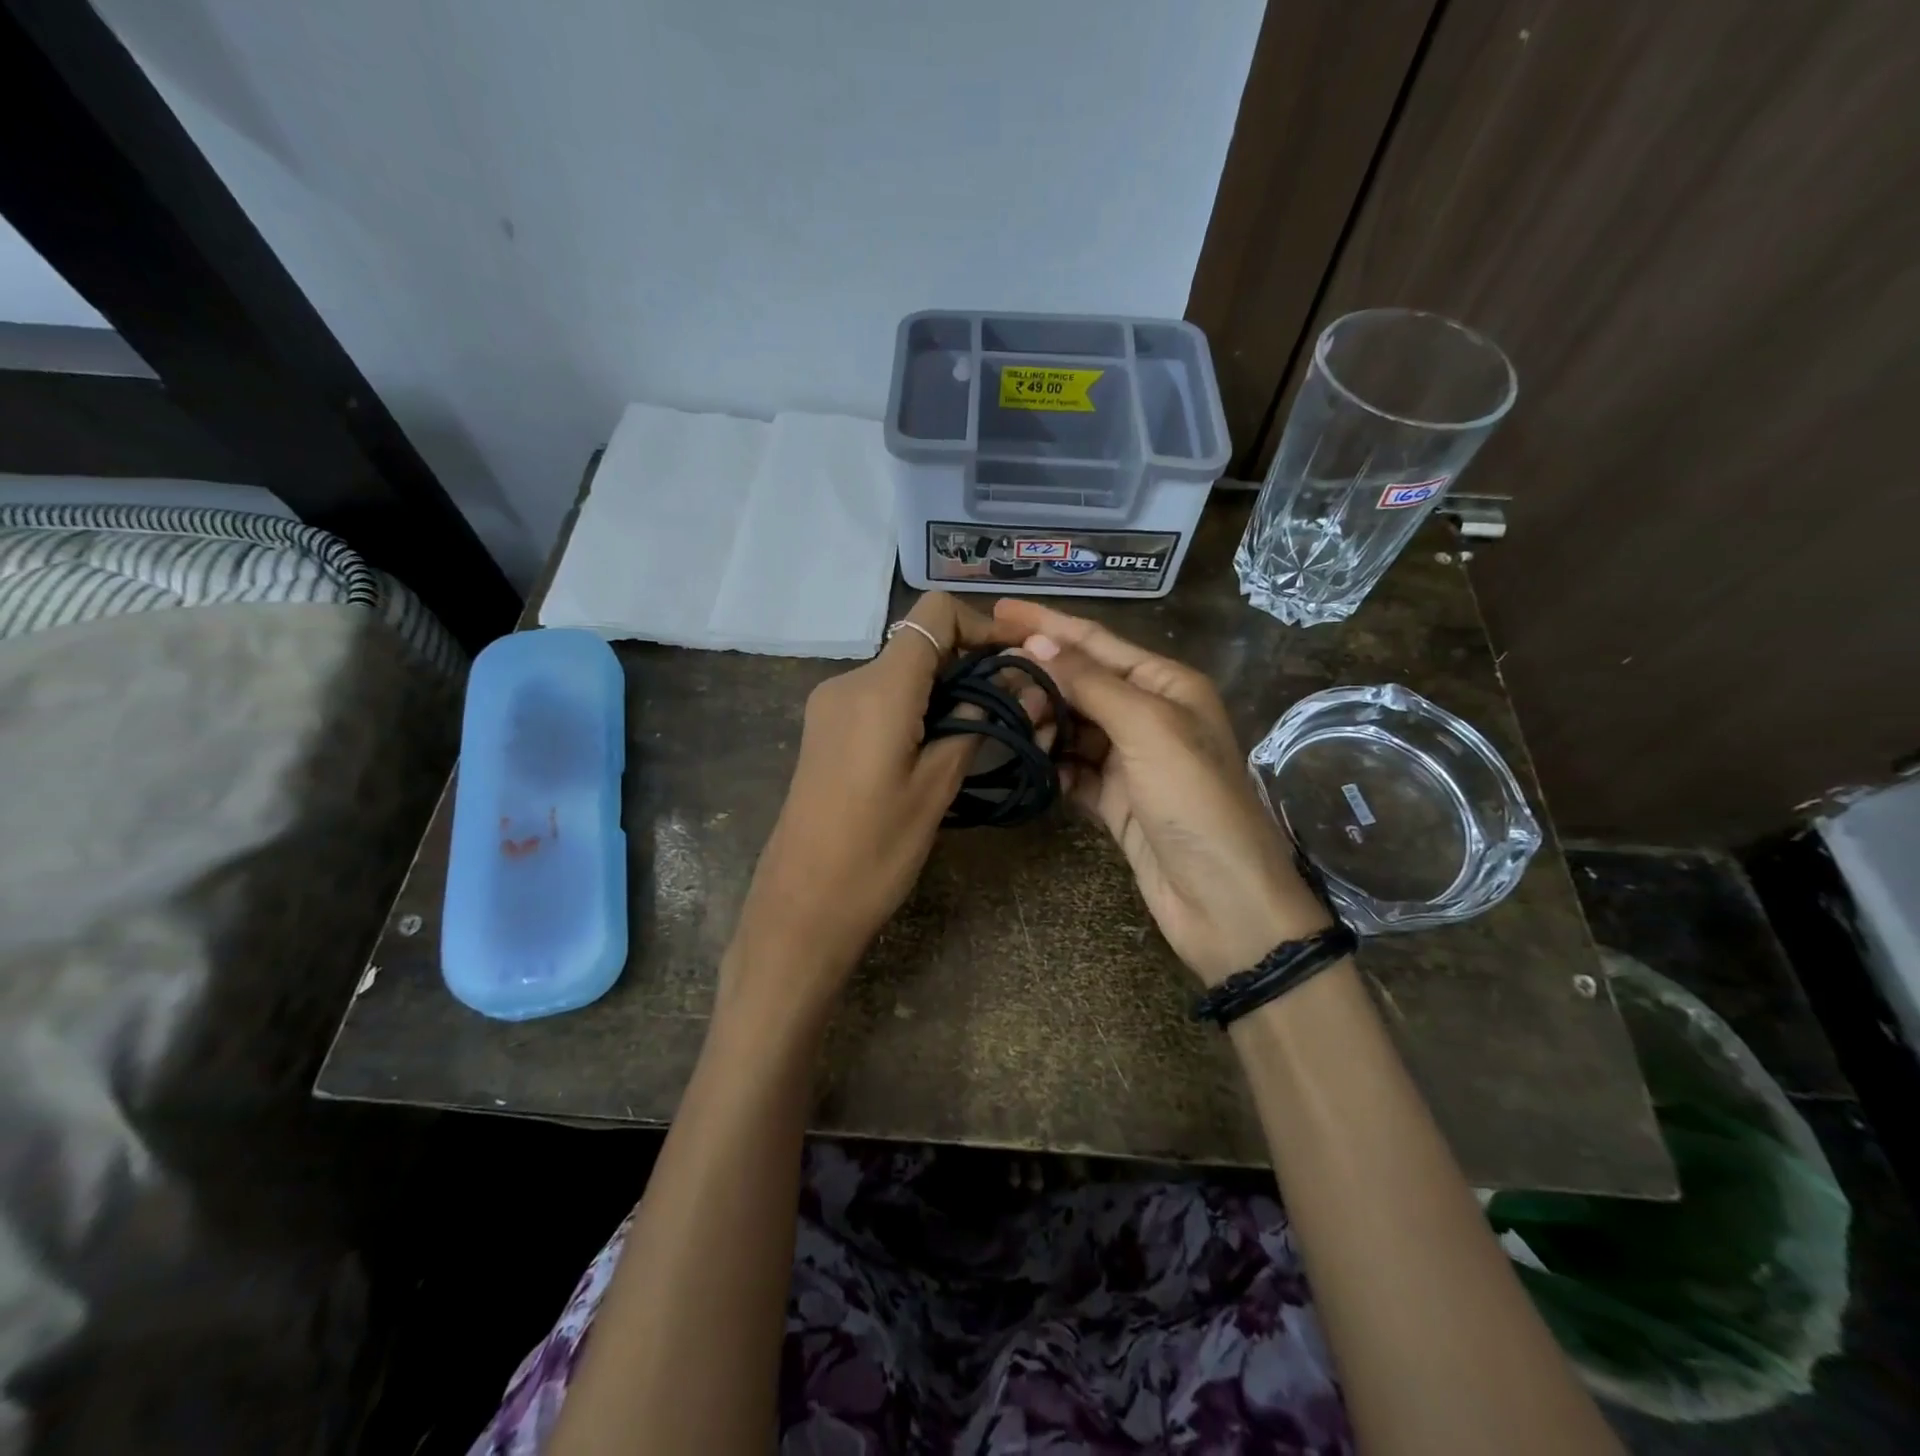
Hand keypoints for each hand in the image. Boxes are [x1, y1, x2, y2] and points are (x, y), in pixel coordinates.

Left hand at [730, 593, 1033, 1017]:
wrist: (802, 905)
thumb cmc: (876, 850)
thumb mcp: (937, 786)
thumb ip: (975, 723)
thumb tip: (1014, 684)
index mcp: (879, 688)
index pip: (934, 614)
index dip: (981, 625)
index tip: (1016, 658)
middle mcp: (848, 681)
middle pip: (918, 642)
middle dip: (969, 661)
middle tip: (1013, 702)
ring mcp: (830, 704)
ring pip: (900, 671)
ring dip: (944, 687)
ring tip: (981, 729)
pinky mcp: (824, 728)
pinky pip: (879, 697)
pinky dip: (915, 705)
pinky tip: (936, 744)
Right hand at [992, 599, 1330, 985]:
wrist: (1222, 899)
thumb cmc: (1194, 800)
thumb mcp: (1147, 728)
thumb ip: (1091, 683)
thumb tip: (1038, 642)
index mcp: (1166, 684)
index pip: (1096, 642)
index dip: (1048, 624)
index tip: (999, 609)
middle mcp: (1149, 715)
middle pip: (1081, 683)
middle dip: (1039, 678)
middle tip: (990, 677)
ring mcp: (1131, 760)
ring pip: (1073, 727)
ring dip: (1042, 723)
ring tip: (1009, 723)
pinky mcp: (1116, 800)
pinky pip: (1073, 770)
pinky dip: (1052, 766)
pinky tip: (1030, 765)